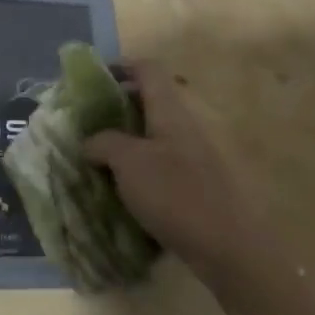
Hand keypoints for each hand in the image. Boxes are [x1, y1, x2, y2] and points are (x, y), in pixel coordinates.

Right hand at [82, 63, 270, 289]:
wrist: (228, 248)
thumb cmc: (176, 194)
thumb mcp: (128, 162)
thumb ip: (104, 143)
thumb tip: (90, 142)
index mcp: (169, 111)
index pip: (147, 70)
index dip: (120, 66)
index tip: (92, 79)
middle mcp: (183, 127)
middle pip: (149, 101)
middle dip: (116, 108)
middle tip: (86, 123)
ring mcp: (192, 157)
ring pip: (152, 135)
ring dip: (124, 141)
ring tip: (96, 159)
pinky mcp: (194, 185)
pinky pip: (159, 164)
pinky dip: (137, 168)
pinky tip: (120, 189)